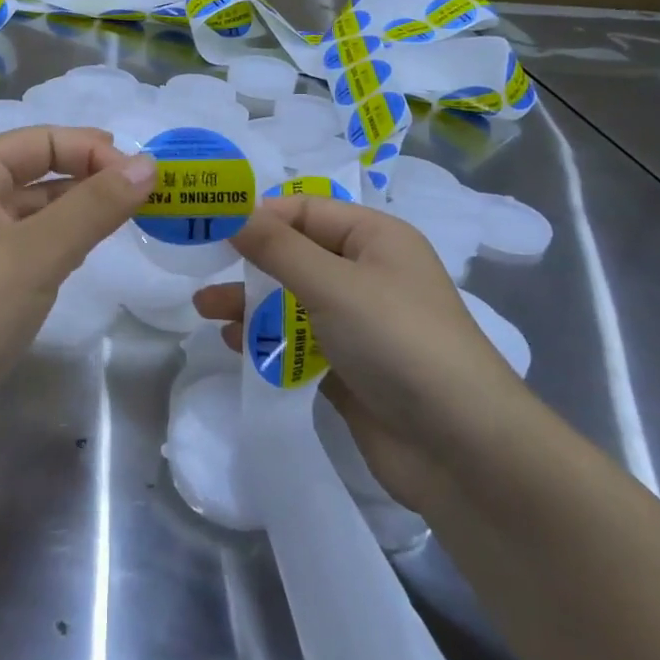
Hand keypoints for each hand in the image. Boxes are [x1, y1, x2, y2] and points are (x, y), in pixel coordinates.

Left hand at [0, 127, 155, 383]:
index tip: (147, 177)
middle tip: (150, 199)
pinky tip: (86, 261)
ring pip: (35, 217)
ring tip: (131, 224)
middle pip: (38, 174)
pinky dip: (60, 249)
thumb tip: (148, 164)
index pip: (43, 140)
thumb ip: (95, 206)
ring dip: (78, 215)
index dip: (94, 150)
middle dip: (92, 180)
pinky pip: (27, 254)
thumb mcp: (36, 251)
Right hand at [194, 195, 531, 511]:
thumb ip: (276, 247)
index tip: (207, 225)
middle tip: (198, 268)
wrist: (461, 449)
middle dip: (248, 261)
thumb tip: (230, 210)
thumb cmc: (398, 342)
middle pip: (295, 254)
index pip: (305, 210)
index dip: (257, 214)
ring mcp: (359, 323)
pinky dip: (268, 339)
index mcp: (375, 238)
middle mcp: (367, 273)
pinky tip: (234, 345)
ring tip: (204, 310)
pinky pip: (299, 341)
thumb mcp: (333, 285)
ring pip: (292, 299)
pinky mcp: (349, 367)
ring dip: (250, 302)